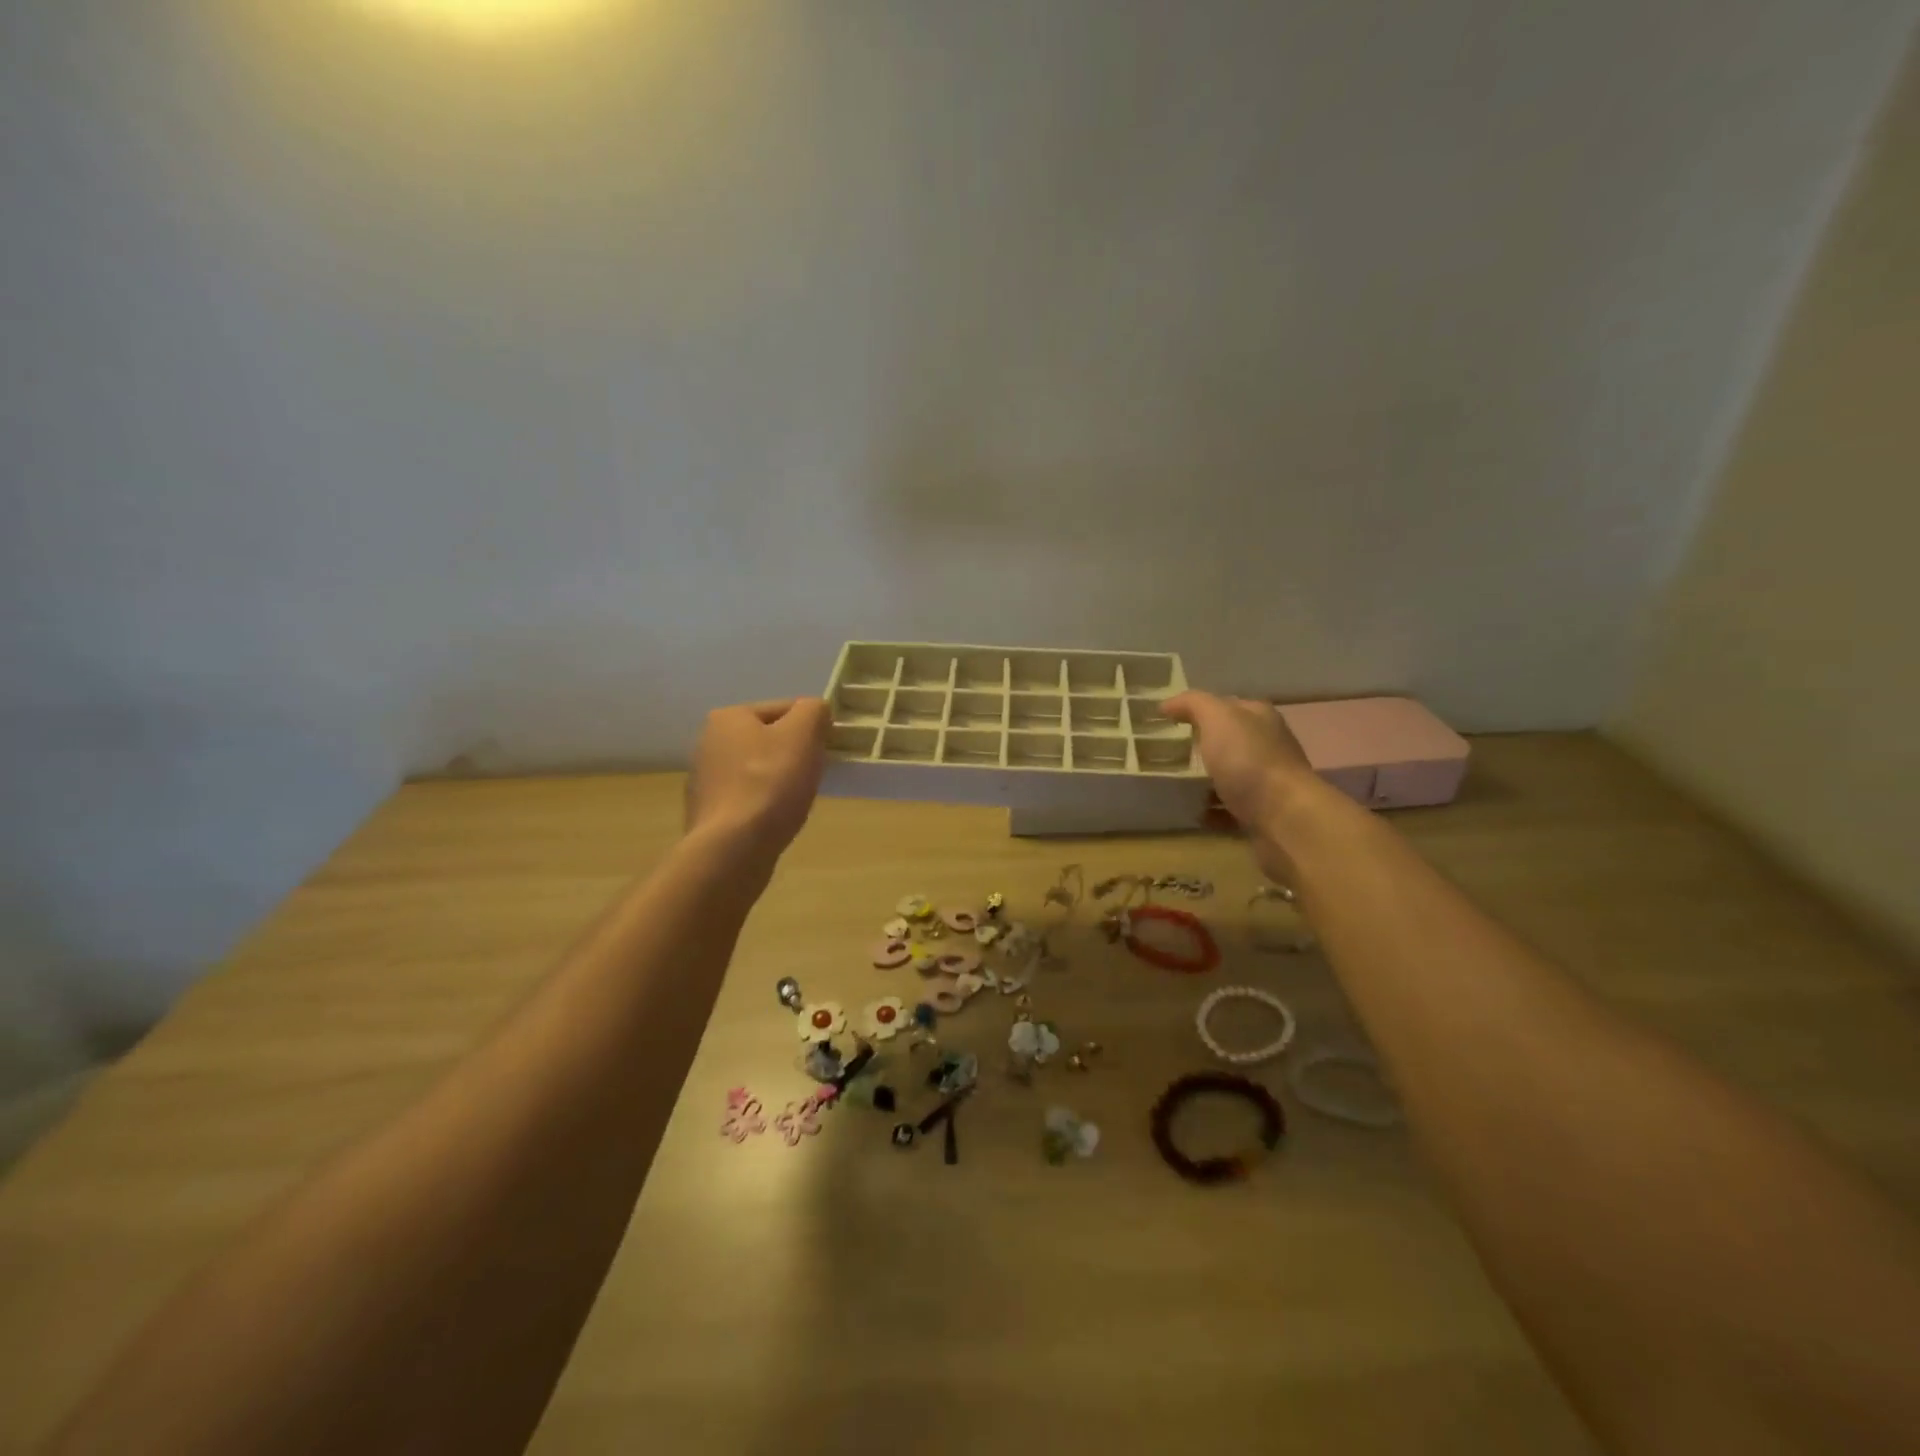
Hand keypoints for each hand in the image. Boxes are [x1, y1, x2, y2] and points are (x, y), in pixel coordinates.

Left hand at [686, 699, 829, 854]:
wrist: (733, 847)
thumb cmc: (771, 783)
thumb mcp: (803, 734)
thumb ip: (814, 711)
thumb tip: (816, 711)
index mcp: (729, 717)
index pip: (785, 709)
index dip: (812, 727)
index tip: (827, 750)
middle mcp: (708, 742)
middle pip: (769, 740)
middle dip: (794, 754)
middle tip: (814, 775)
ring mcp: (704, 780)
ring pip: (758, 770)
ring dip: (779, 780)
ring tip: (796, 800)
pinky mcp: (708, 813)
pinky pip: (747, 798)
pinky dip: (764, 804)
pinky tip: (775, 819)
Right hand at [1161, 692, 1316, 832]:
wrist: (1284, 817)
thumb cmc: (1249, 761)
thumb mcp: (1218, 718)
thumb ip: (1193, 704)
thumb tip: (1167, 705)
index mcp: (1260, 719)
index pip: (1226, 706)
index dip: (1198, 710)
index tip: (1167, 721)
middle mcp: (1267, 746)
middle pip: (1228, 742)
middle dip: (1200, 747)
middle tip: (1167, 754)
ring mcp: (1267, 781)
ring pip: (1229, 776)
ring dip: (1205, 782)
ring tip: (1176, 786)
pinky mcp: (1262, 813)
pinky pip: (1230, 810)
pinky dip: (1212, 812)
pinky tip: (1195, 814)